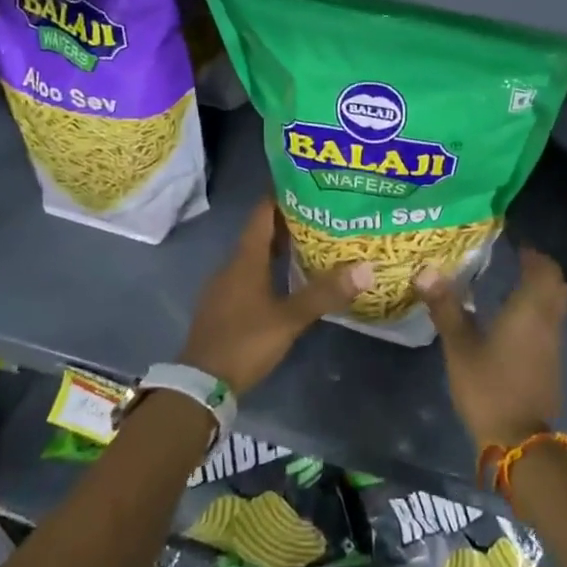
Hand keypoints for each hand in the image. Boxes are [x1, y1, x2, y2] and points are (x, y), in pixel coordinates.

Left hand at [179, 199, 372, 395]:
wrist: (201, 384)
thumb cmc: (245, 342)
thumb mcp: (289, 319)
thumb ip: (325, 294)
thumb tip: (365, 268)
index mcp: (245, 260)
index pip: (262, 214)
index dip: (280, 195)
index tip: (305, 182)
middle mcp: (232, 266)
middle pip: (260, 233)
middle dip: (287, 220)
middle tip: (321, 211)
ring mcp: (225, 287)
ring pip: (255, 256)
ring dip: (279, 245)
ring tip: (311, 240)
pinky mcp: (224, 306)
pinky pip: (249, 275)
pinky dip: (270, 268)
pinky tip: (288, 277)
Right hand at [417, 247, 566, 452]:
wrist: (518, 440)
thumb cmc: (488, 386)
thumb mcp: (459, 347)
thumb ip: (445, 307)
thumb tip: (426, 271)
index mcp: (529, 309)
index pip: (545, 270)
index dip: (534, 255)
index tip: (516, 248)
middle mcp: (548, 322)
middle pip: (557, 285)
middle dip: (541, 271)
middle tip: (517, 264)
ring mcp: (554, 345)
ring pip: (557, 307)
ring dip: (542, 293)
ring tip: (512, 288)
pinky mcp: (553, 365)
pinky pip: (551, 326)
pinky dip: (539, 314)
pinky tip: (515, 323)